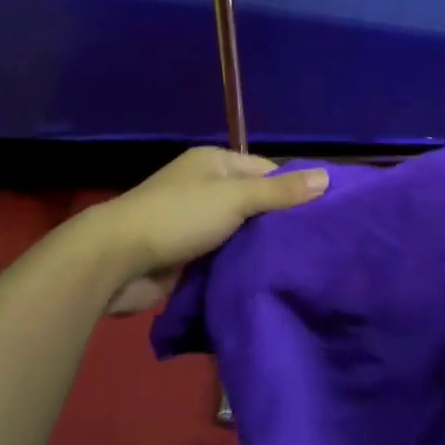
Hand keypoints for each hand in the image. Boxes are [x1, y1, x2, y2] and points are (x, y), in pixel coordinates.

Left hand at [79, 146, 328, 313]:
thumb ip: (280, 192)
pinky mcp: (187, 256)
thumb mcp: (235, 198)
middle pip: (254, 203)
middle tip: (317, 246)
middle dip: (278, 223)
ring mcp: (194, 223)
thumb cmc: (179, 216)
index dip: (293, 190)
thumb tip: (327, 177)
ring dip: (259, 249)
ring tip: (301, 266)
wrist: (117, 260)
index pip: (266, 171)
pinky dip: (239, 267)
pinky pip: (223, 258)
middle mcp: (206, 188)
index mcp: (215, 163)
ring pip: (240, 234)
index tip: (324, 215)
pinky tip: (267, 280)